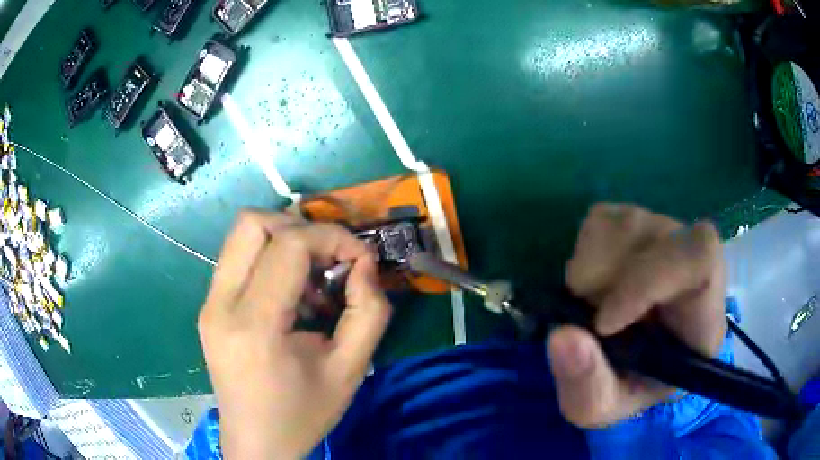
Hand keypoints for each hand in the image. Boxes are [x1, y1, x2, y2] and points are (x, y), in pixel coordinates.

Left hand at [198, 211, 391, 458]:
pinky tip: (290, 295)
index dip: (331, 237)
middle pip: (253, 223)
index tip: (360, 258)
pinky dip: (269, 258)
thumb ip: (368, 310)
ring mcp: (208, 303)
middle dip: (301, 227)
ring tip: (311, 279)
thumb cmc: (303, 414)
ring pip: (242, 234)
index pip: (288, 244)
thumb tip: (363, 264)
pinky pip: (238, 258)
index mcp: (254, 325)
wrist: (257, 443)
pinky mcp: (208, 306)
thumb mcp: (350, 369)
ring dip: (284, 240)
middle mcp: (220, 304)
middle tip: (330, 260)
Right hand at [547, 204, 725, 427]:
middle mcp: (691, 257)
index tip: (604, 323)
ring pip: (623, 224)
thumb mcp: (603, 407)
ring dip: (589, 270)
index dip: (650, 278)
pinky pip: (602, 219)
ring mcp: (665, 232)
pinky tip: (594, 284)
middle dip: (603, 280)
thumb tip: (560, 337)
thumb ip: (587, 385)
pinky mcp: (636, 221)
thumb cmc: (633, 386)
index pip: (700, 257)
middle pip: (651, 236)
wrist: (640, 361)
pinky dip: (584, 254)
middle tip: (589, 320)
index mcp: (705, 308)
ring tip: (592, 307)